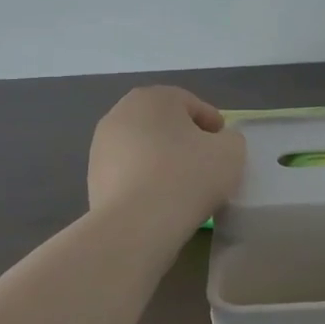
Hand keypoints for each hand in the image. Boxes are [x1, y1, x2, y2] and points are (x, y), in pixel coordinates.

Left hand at [87, 86, 246, 226]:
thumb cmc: (187, 177)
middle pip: (164, 123)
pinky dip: (145, 180)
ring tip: (182, 186)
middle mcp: (121, 113)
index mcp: (154, 97)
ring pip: (144, 147)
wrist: (136, 226)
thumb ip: (230, 139)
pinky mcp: (92, 177)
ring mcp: (101, 145)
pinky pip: (129, 172)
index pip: (192, 105)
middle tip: (205, 164)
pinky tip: (160, 201)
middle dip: (185, 140)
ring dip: (163, 160)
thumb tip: (217, 144)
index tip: (224, 147)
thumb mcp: (231, 152)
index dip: (213, 125)